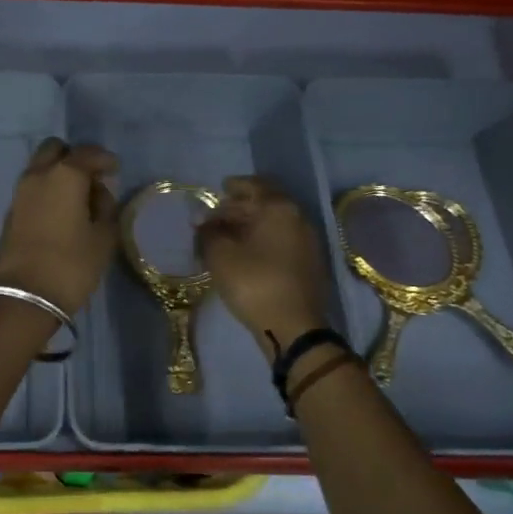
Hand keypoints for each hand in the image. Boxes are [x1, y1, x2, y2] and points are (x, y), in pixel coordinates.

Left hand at [0, 139, 119, 315]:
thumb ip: (106, 208)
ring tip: (79, 200)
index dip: (104, 159)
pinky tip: (61, 213)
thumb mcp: (103, 238)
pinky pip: (32, 189)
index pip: (86, 153)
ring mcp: (19, 193)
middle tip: (91, 179)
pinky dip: (47, 191)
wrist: (24, 296)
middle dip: (74, 157)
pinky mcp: (10, 212)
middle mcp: (37, 175)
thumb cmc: (71, 265)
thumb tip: (98, 195)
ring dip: (58, 174)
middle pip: (54, 150)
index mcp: (64, 175)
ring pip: (40, 168)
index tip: (115, 170)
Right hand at [196, 176, 330, 354]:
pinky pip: (281, 240)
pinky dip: (262, 240)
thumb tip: (203, 221)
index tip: (220, 188)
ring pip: (274, 223)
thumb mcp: (220, 255)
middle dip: (240, 207)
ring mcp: (308, 242)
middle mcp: (298, 219)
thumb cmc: (254, 283)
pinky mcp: (309, 264)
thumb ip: (208, 232)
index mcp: (279, 209)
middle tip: (217, 215)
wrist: (294, 328)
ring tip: (227, 236)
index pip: (255, 185)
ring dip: (251, 225)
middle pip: (266, 204)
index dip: (234, 186)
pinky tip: (246, 253)